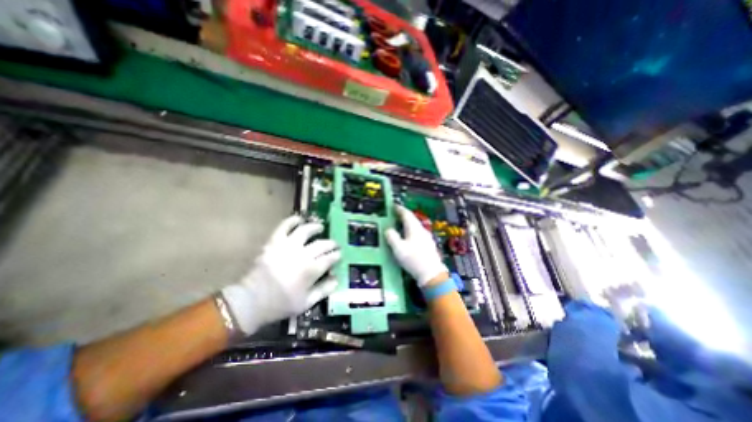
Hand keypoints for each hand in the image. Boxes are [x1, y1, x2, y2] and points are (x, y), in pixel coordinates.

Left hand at [220, 216, 342, 334]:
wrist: (251, 301)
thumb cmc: (280, 304)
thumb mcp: (306, 303)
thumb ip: (324, 290)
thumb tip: (337, 279)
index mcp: (311, 270)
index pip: (330, 258)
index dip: (337, 255)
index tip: (339, 254)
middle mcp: (302, 255)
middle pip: (322, 244)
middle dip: (331, 243)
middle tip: (334, 244)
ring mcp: (288, 246)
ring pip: (306, 231)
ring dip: (315, 227)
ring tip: (320, 227)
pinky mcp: (274, 242)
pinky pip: (284, 227)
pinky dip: (292, 221)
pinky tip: (299, 219)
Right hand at [388, 204, 445, 286]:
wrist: (431, 274)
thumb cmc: (413, 259)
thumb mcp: (398, 248)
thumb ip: (392, 237)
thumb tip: (388, 229)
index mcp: (414, 228)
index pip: (407, 214)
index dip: (399, 209)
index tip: (393, 205)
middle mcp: (422, 230)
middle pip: (412, 219)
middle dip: (403, 216)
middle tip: (395, 214)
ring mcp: (427, 238)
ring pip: (415, 227)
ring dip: (407, 224)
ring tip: (400, 225)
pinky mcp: (428, 245)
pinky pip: (418, 234)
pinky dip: (411, 232)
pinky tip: (408, 238)